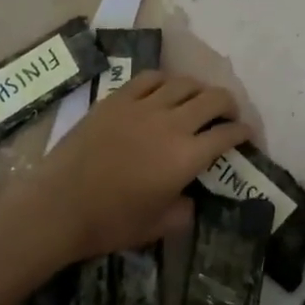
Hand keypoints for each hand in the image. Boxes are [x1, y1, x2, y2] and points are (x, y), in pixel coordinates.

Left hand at [14, 71, 250, 265]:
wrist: (57, 207)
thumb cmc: (110, 223)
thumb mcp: (159, 226)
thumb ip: (186, 209)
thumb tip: (193, 196)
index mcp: (187, 157)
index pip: (227, 134)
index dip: (244, 132)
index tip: (247, 135)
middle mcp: (172, 124)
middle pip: (214, 98)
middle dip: (229, 105)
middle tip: (228, 115)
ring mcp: (143, 107)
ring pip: (184, 83)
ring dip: (199, 90)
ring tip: (198, 100)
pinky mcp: (117, 99)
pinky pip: (150, 78)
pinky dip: (165, 82)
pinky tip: (165, 91)